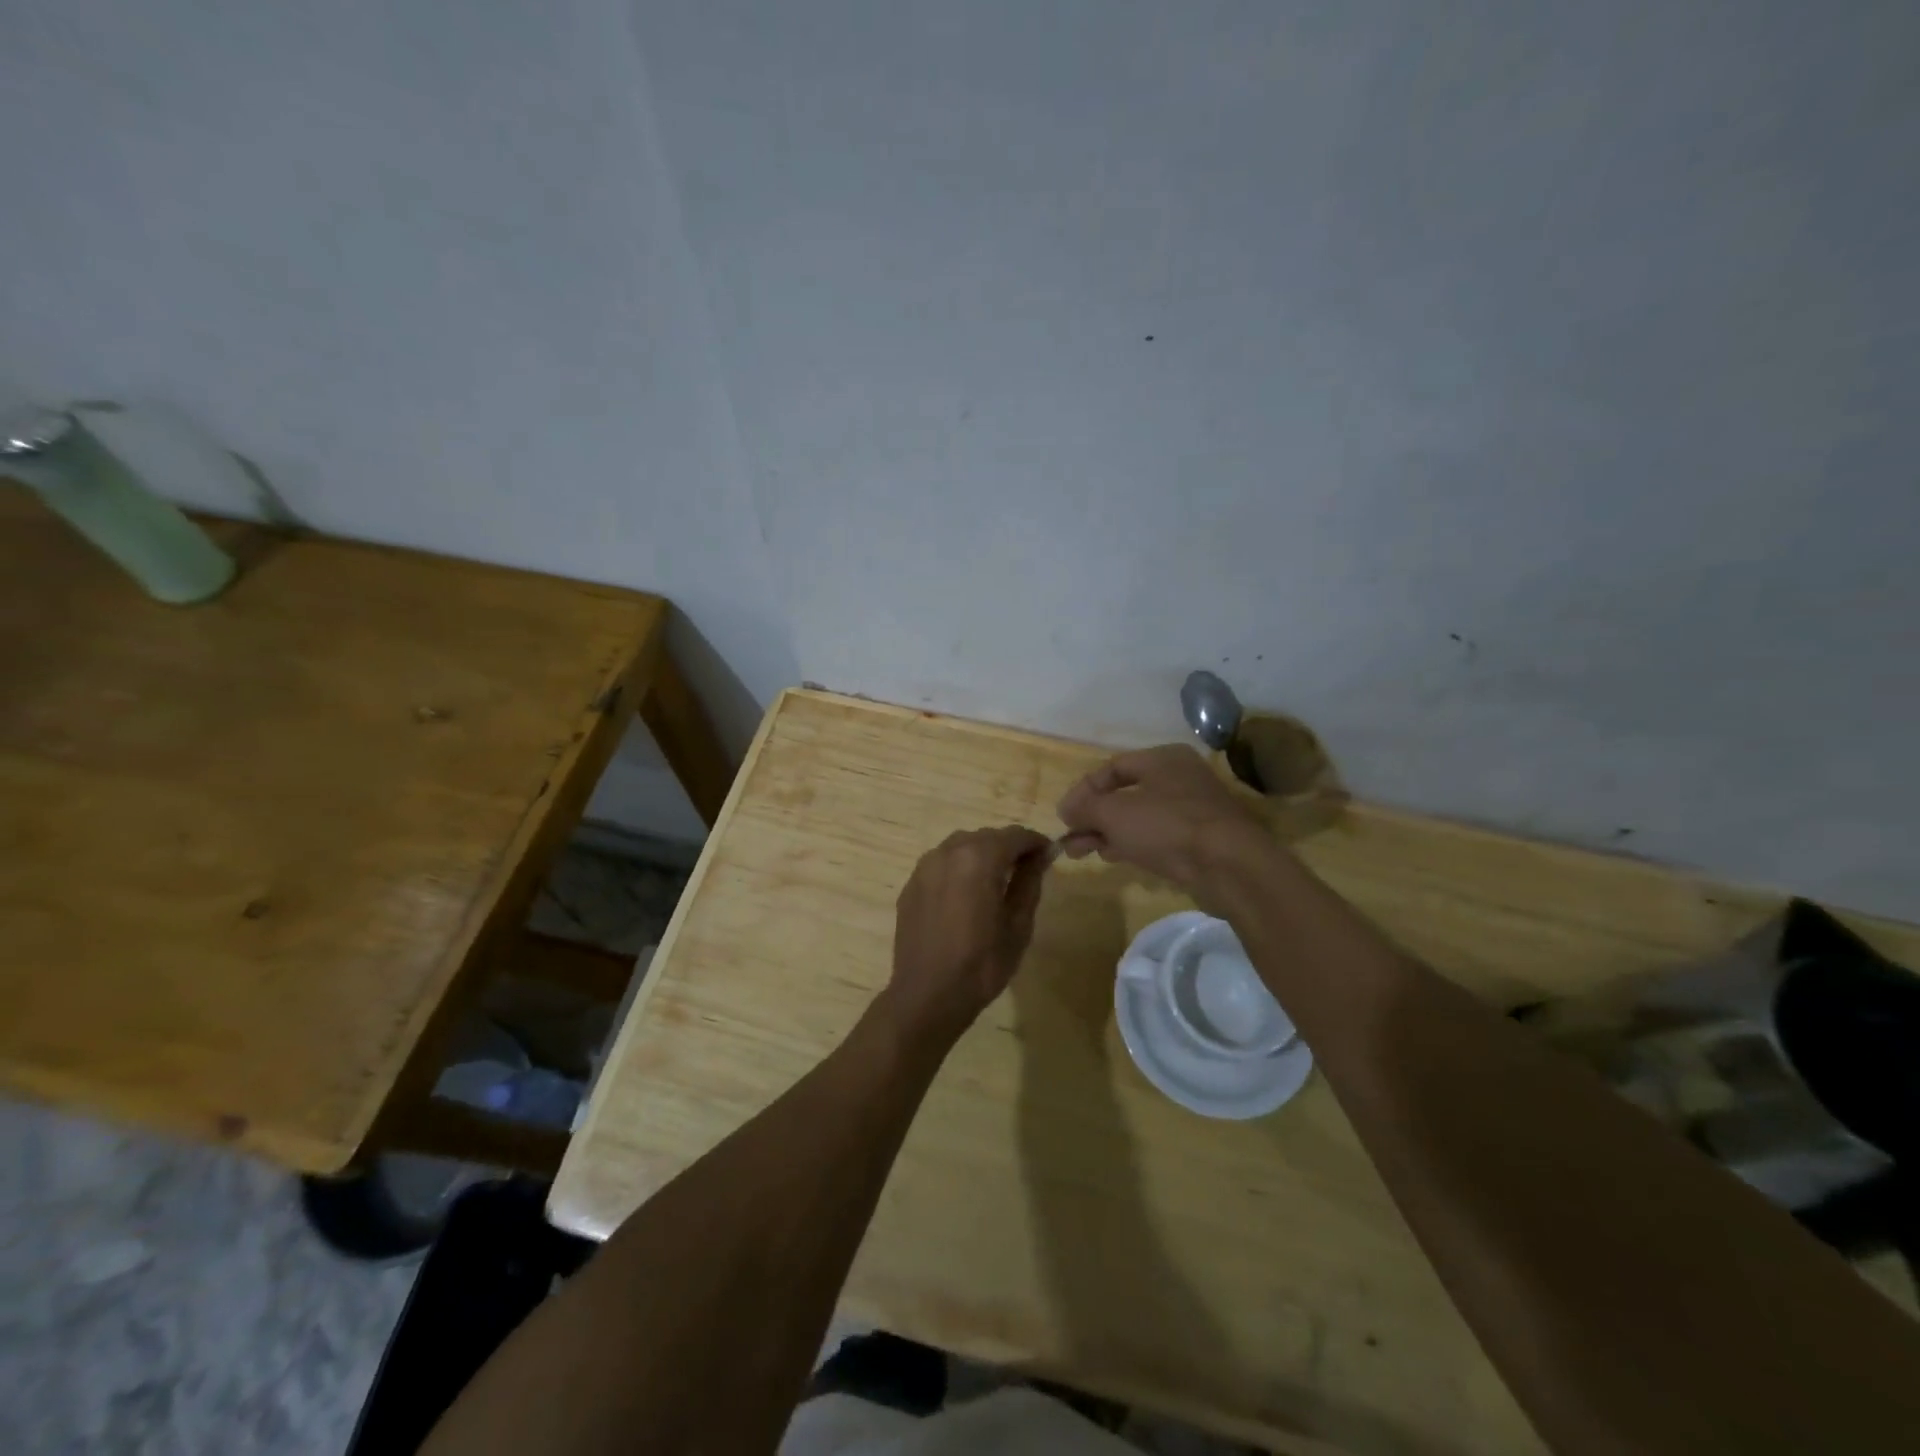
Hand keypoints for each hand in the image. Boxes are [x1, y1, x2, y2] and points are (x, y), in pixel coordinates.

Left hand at [885, 826, 1052, 1041]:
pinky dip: (959, 869)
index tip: (1048, 855)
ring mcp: (925, 867)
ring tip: (995, 882)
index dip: (1035, 842)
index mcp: (979, 858)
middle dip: (1008, 847)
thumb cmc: (982, 964)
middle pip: (986, 837)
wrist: (927, 995)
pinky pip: (941, 864)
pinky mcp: (911, 884)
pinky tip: (966, 896)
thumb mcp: (1018, 925)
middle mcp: (948, 852)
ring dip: (982, 855)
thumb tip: (1040, 855)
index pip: (1015, 835)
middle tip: (1025, 871)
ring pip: (961, 846)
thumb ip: (1029, 882)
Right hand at [1056, 744, 1266, 891]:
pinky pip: (1157, 836)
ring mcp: (1193, 810)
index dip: (1083, 790)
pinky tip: (1113, 857)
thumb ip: (1085, 808)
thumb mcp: (1114, 813)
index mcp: (1163, 759)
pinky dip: (1132, 843)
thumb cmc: (1167, 826)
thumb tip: (1066, 809)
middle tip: (1070, 839)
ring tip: (1082, 853)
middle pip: (1125, 794)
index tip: (1064, 815)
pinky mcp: (1200, 840)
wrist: (1229, 866)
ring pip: (1139, 817)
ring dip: (1108, 833)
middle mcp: (1180, 778)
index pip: (1112, 768)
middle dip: (1093, 817)